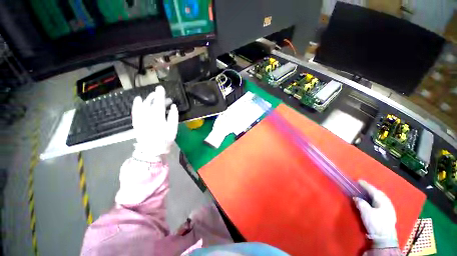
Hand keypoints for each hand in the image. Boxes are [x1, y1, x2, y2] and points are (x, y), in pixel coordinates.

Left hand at [131, 86, 178, 160]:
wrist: (151, 151)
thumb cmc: (165, 140)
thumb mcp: (173, 129)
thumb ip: (173, 116)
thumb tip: (173, 106)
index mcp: (158, 117)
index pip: (159, 102)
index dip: (160, 94)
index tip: (161, 88)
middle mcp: (147, 116)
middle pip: (151, 102)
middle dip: (157, 97)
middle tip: (164, 97)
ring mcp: (140, 119)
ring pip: (142, 105)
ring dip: (148, 99)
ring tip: (153, 96)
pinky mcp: (136, 122)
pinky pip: (135, 110)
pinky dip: (136, 104)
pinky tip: (138, 99)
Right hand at [353, 180, 397, 248]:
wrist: (385, 237)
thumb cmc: (375, 223)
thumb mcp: (365, 212)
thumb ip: (360, 203)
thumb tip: (356, 197)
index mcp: (382, 201)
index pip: (373, 190)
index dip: (365, 185)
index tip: (358, 180)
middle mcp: (387, 202)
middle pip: (379, 193)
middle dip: (371, 189)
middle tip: (363, 186)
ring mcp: (389, 209)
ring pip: (381, 198)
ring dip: (374, 194)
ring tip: (368, 193)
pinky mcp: (389, 214)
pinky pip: (382, 203)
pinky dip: (377, 200)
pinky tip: (374, 202)